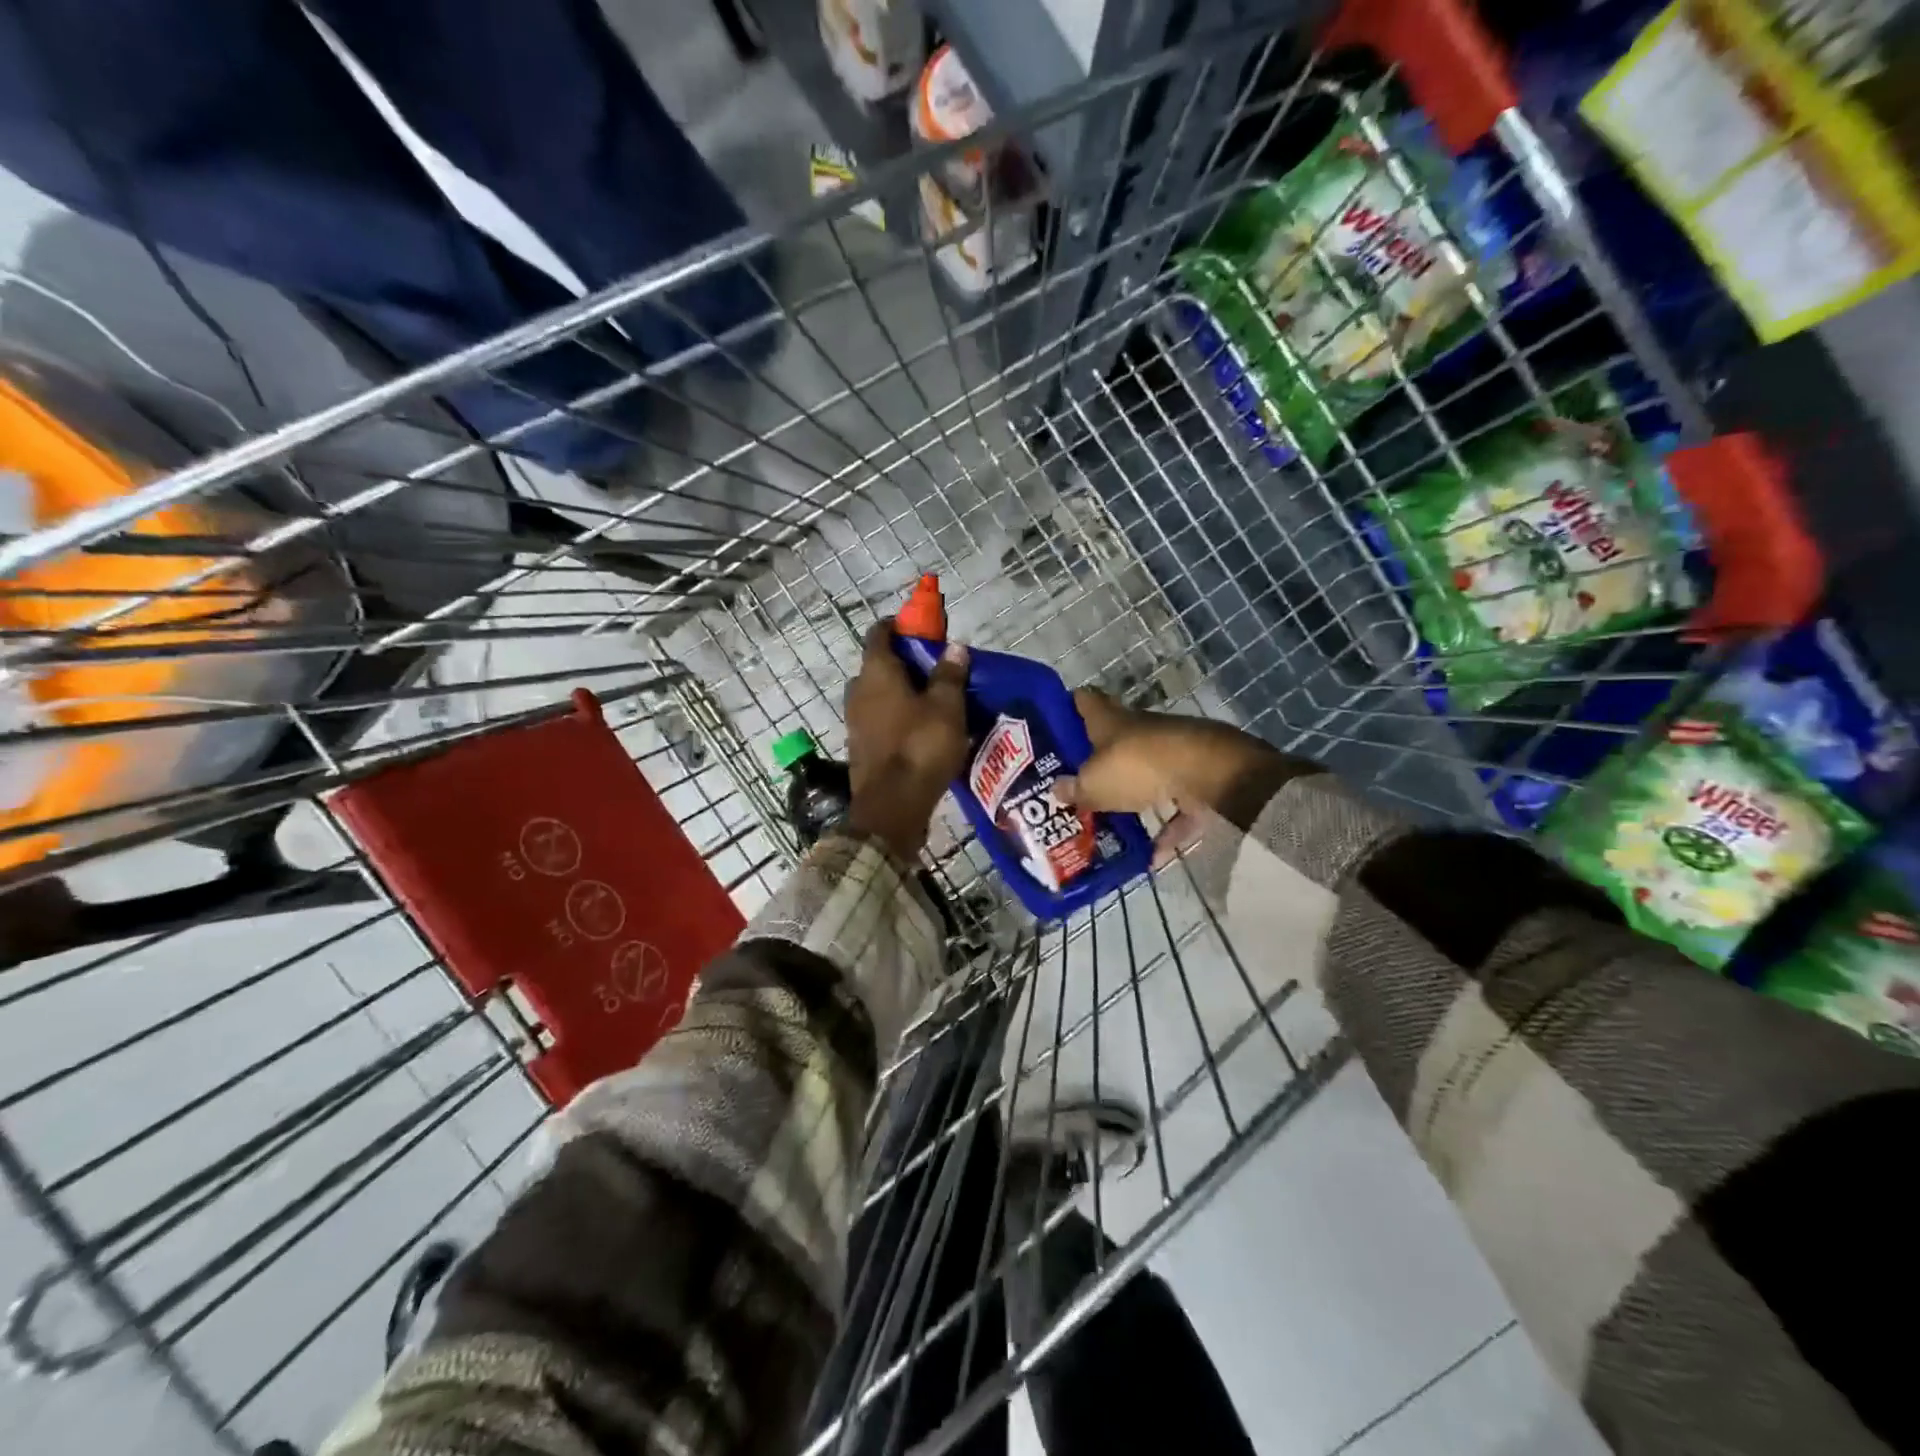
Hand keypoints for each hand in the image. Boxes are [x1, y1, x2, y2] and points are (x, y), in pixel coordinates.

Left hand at [843, 618, 970, 860]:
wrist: (892, 807)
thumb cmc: (921, 747)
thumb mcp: (946, 707)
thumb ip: (949, 674)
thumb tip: (954, 647)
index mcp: (877, 672)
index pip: (880, 633)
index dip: (900, 625)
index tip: (923, 628)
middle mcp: (859, 691)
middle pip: (879, 664)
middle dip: (906, 662)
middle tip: (937, 668)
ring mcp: (855, 720)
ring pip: (879, 694)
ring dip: (902, 691)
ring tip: (934, 700)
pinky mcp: (860, 746)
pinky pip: (880, 719)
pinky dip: (898, 716)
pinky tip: (922, 729)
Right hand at [1055, 688, 1313, 865]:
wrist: (1207, 772)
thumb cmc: (1137, 766)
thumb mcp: (1094, 783)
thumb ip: (1075, 789)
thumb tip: (1056, 790)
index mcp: (1110, 720)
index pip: (1085, 702)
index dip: (1069, 709)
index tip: (1055, 725)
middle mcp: (1140, 729)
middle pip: (1114, 739)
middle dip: (1098, 760)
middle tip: (1076, 784)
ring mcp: (1171, 752)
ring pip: (1146, 773)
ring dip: (1133, 795)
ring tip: (1111, 824)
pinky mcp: (1198, 777)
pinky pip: (1177, 807)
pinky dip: (1167, 829)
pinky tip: (1153, 858)